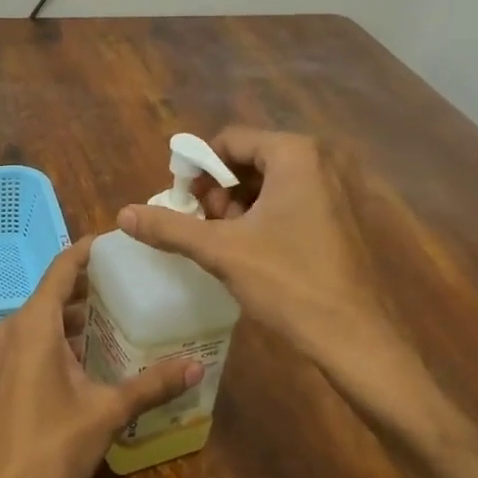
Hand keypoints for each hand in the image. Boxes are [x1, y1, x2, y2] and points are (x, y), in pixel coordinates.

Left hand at [0, 238, 201, 477]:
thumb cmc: (51, 448)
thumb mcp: (107, 412)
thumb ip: (151, 384)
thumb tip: (197, 366)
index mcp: (34, 324)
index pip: (62, 267)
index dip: (89, 250)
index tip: (119, 241)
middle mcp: (14, 329)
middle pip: (54, 291)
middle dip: (91, 283)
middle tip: (134, 280)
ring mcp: (4, 353)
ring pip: (45, 318)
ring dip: (78, 313)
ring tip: (122, 313)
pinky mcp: (3, 376)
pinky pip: (35, 340)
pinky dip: (64, 336)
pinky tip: (95, 352)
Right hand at [116, 129, 442, 435]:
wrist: (353, 337)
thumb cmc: (288, 282)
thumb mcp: (221, 251)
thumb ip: (170, 227)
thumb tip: (123, 214)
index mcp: (294, 154)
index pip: (228, 140)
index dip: (197, 169)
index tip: (182, 204)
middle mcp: (318, 161)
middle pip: (247, 159)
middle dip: (218, 191)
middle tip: (204, 228)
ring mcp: (333, 189)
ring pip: (266, 183)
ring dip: (236, 207)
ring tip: (223, 244)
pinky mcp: (337, 216)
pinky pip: (287, 201)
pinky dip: (260, 218)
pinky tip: (249, 252)